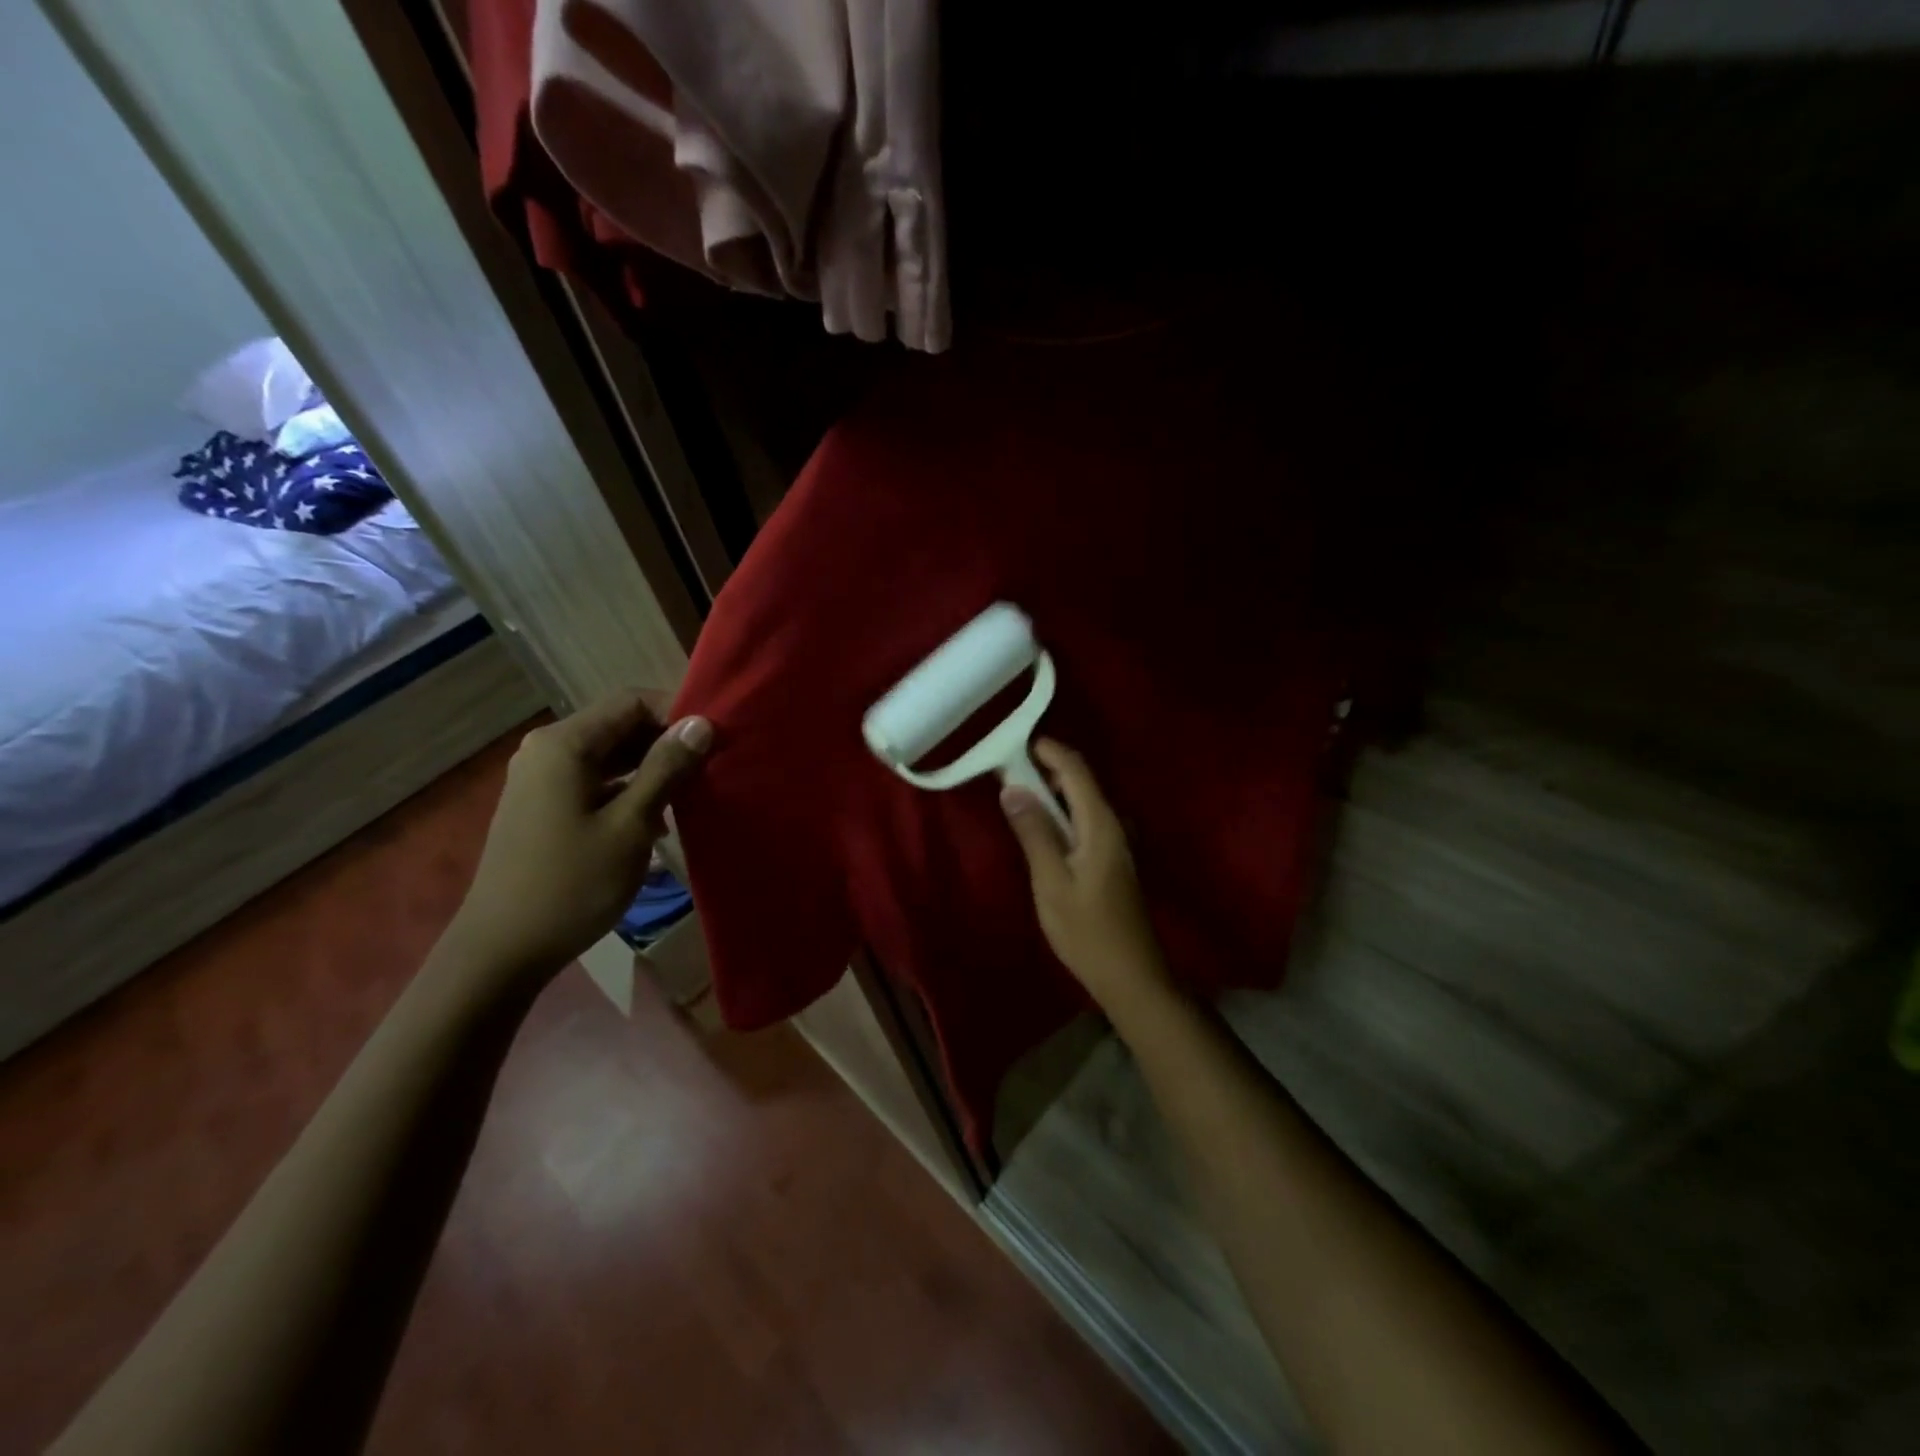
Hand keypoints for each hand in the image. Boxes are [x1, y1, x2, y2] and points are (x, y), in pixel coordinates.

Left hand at [440, 692, 711, 984]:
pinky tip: (657, 818)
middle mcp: (547, 750)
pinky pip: (595, 780)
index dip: (677, 714)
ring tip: (692, 793)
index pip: (632, 701)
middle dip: (666, 742)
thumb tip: (700, 723)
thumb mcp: (631, 825)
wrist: (503, 950)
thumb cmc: (572, 883)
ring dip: (651, 768)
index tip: (714, 741)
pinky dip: (628, 788)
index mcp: (564, 744)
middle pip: (620, 725)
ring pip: (610, 755)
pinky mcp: (544, 805)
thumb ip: (666, 769)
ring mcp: (542, 779)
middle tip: (711, 768)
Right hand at [1001, 739, 1175, 1014]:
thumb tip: (1012, 788)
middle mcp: (1114, 823)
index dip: (1047, 750)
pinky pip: (1084, 820)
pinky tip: (1040, 828)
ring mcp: (1116, 841)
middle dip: (1045, 769)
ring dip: (1051, 792)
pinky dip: (1061, 813)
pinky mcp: (1112, 858)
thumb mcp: (1052, 881)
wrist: (1131, 975)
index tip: (1013, 744)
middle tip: (1005, 772)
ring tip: (1016, 796)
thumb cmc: (1087, 930)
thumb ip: (1034, 832)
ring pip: (1082, 800)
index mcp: (1101, 823)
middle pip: (1081, 780)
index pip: (1075, 768)